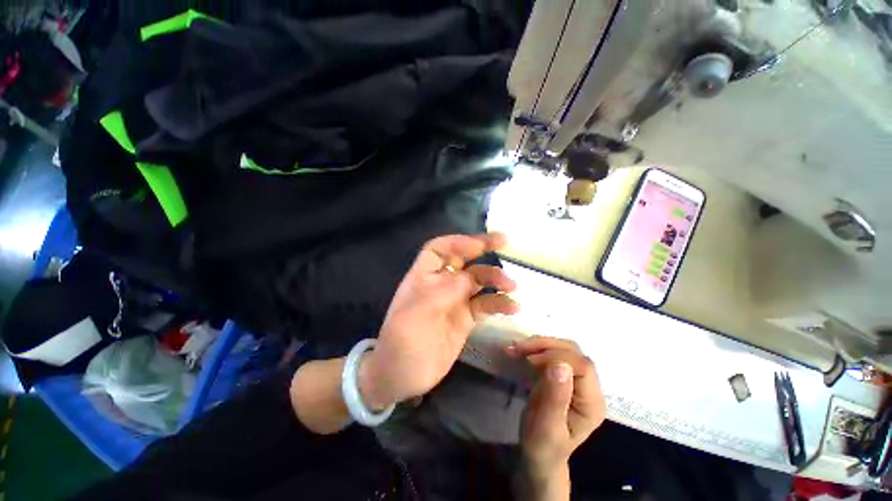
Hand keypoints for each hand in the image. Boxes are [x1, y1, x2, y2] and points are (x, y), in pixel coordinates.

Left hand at [359, 233, 519, 408]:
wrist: (402, 377)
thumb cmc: (402, 343)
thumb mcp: (418, 314)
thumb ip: (444, 292)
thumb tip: (469, 277)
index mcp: (423, 276)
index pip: (439, 249)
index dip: (458, 242)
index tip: (479, 244)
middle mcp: (440, 284)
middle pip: (463, 260)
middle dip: (482, 248)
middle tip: (504, 242)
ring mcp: (455, 301)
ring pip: (478, 281)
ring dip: (495, 279)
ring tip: (512, 286)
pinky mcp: (466, 319)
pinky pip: (485, 305)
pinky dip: (499, 303)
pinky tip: (512, 307)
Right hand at [508, 337, 604, 497]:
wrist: (539, 455)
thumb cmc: (543, 446)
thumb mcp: (546, 427)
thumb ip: (555, 397)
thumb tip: (560, 364)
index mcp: (592, 403)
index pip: (583, 366)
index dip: (558, 357)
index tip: (530, 361)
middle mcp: (589, 387)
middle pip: (573, 352)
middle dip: (545, 345)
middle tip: (519, 348)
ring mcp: (576, 380)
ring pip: (562, 348)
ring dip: (539, 344)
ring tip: (516, 348)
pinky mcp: (562, 375)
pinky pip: (552, 353)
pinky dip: (534, 348)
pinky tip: (519, 351)